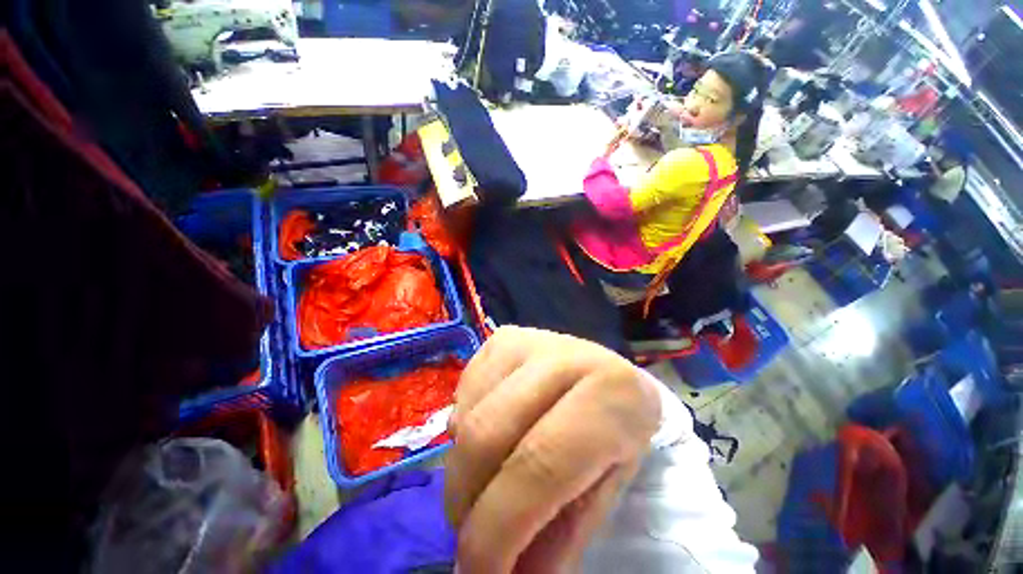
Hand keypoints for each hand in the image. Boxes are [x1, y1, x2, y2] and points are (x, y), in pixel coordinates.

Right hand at [445, 327, 661, 572]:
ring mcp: (527, 340)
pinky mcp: (502, 336)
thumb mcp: (608, 483)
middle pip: (487, 436)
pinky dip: (464, 425)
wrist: (606, 369)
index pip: (540, 465)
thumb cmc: (616, 426)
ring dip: (462, 467)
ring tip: (484, 482)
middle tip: (471, 535)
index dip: (499, 532)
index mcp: (608, 394)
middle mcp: (562, 356)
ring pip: (467, 415)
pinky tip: (491, 430)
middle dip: (466, 502)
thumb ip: (564, 534)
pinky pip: (464, 389)